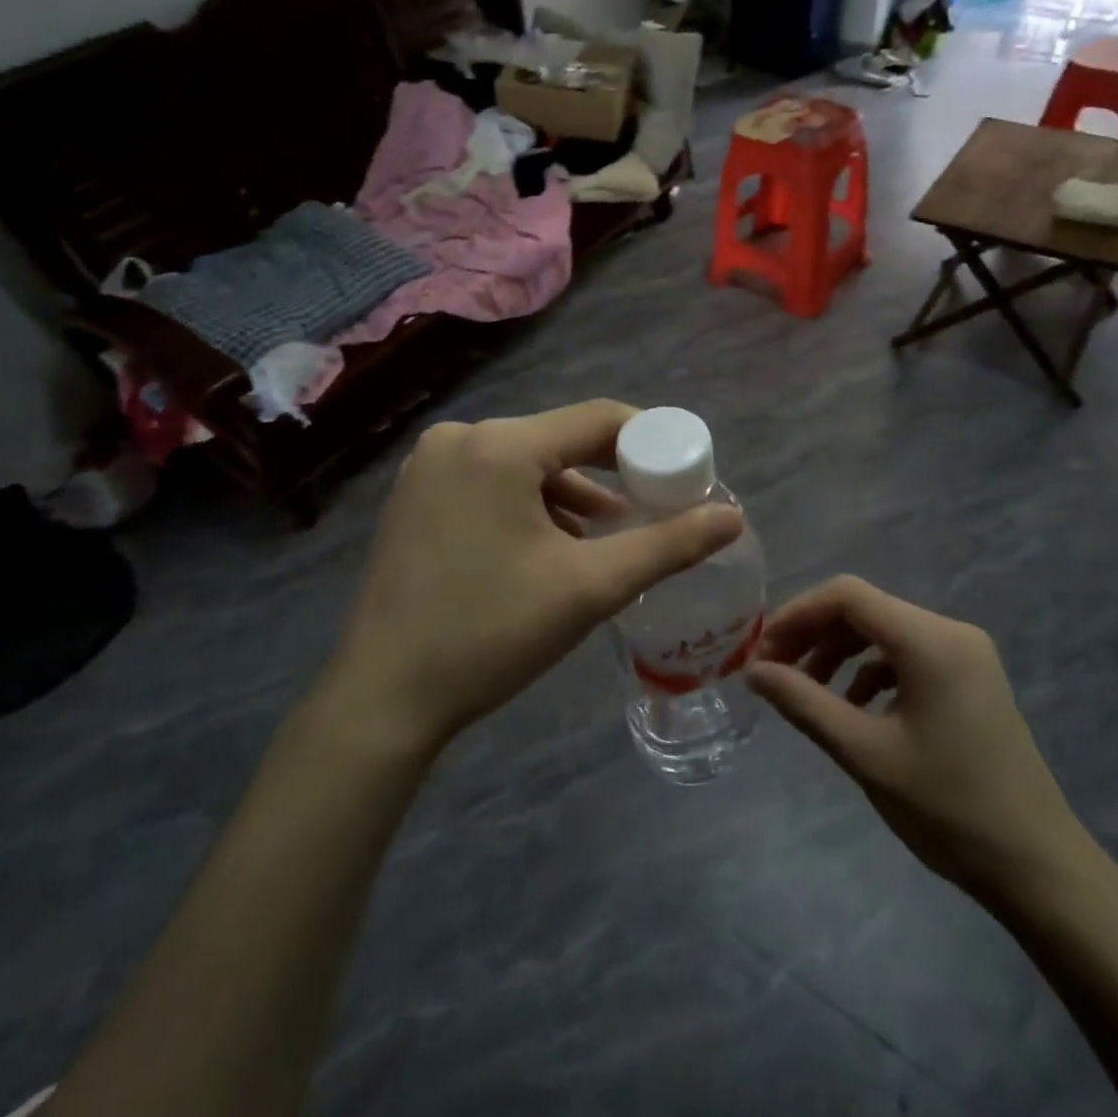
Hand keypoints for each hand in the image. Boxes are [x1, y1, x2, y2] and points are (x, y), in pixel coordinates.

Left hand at [319, 401, 743, 756]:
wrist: (384, 697)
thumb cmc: (490, 632)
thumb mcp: (590, 587)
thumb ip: (668, 545)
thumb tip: (733, 517)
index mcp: (499, 446)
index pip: (598, 420)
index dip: (651, 442)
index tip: (685, 476)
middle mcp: (459, 439)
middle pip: (560, 440)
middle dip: (611, 475)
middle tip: (653, 511)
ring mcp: (429, 467)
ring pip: (525, 465)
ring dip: (571, 496)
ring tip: (608, 537)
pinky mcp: (415, 497)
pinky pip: (491, 483)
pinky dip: (530, 506)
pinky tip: (551, 546)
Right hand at [747, 576, 1093, 910]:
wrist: (1039, 868)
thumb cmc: (948, 809)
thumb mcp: (865, 754)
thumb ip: (804, 703)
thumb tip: (754, 672)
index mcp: (930, 641)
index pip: (847, 595)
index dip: (797, 614)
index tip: (762, 652)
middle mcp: (951, 632)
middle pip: (864, 609)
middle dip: (813, 635)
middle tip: (775, 673)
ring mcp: (966, 654)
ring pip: (883, 631)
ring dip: (838, 654)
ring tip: (807, 693)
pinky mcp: (970, 678)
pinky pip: (906, 656)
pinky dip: (870, 672)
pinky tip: (853, 709)